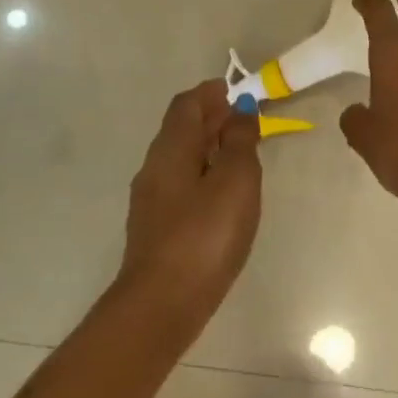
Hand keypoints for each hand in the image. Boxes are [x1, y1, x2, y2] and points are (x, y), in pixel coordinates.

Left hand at [116, 80, 261, 327]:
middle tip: (246, 120)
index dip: (212, 93)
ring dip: (208, 147)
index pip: (187, 104)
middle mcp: (154, 167)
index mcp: (171, 149)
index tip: (238, 92)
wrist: (162, 305)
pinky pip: (181, 183)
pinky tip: (223, 193)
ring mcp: (151, 200)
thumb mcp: (236, 180)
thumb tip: (240, 109)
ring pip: (181, 157)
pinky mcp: (157, 228)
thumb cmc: (205, 234)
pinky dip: (203, 173)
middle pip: (181, 129)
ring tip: (241, 154)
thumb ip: (240, 141)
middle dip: (211, 118)